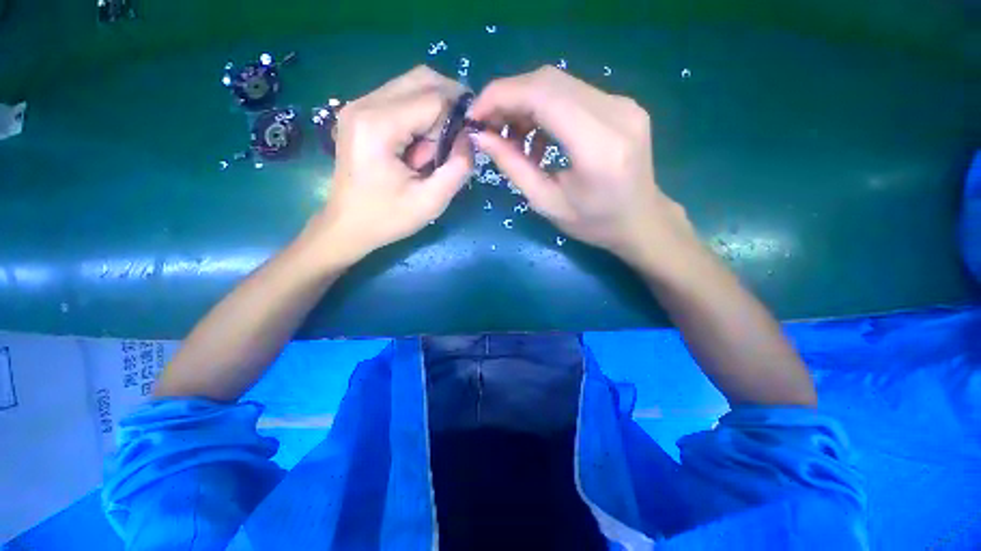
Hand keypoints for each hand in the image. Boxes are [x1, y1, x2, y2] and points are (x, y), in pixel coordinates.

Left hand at [304, 66, 472, 267]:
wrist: (347, 226)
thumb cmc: (387, 218)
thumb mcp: (431, 201)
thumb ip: (458, 167)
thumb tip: (471, 137)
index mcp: (379, 125)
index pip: (434, 98)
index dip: (459, 116)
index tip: (470, 141)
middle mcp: (365, 104)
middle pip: (423, 79)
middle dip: (449, 105)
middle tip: (457, 140)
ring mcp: (358, 105)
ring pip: (413, 85)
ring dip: (434, 111)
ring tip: (434, 148)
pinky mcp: (360, 113)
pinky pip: (401, 97)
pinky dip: (419, 115)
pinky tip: (419, 145)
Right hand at [469, 66, 696, 271]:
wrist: (640, 220)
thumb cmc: (593, 223)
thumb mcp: (546, 203)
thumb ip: (513, 167)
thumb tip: (481, 137)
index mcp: (598, 146)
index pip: (542, 95)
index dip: (500, 96)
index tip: (474, 115)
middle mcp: (616, 112)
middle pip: (549, 81)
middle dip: (508, 97)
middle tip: (488, 126)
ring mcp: (623, 103)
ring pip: (559, 84)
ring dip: (525, 104)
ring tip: (512, 138)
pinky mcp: (621, 104)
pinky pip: (572, 94)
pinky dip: (545, 109)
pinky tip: (538, 138)